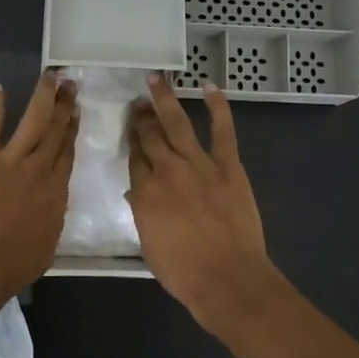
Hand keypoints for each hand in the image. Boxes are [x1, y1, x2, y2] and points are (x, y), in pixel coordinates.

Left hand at [0, 72, 77, 296]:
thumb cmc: (11, 266)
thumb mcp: (46, 246)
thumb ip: (50, 221)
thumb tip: (50, 210)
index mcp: (55, 193)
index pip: (66, 154)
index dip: (71, 131)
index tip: (76, 113)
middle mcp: (39, 170)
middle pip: (55, 132)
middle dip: (64, 106)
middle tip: (69, 84)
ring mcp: (10, 161)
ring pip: (33, 121)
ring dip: (42, 97)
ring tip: (49, 77)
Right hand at [126, 73, 282, 334]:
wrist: (227, 278)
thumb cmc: (183, 271)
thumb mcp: (148, 243)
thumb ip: (142, 213)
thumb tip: (139, 192)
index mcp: (145, 192)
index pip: (134, 158)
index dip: (131, 141)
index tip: (129, 128)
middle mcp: (167, 171)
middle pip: (150, 136)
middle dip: (142, 116)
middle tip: (137, 102)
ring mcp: (199, 165)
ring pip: (178, 124)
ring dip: (166, 99)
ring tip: (156, 80)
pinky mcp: (228, 166)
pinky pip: (223, 131)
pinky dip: (218, 107)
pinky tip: (210, 88)